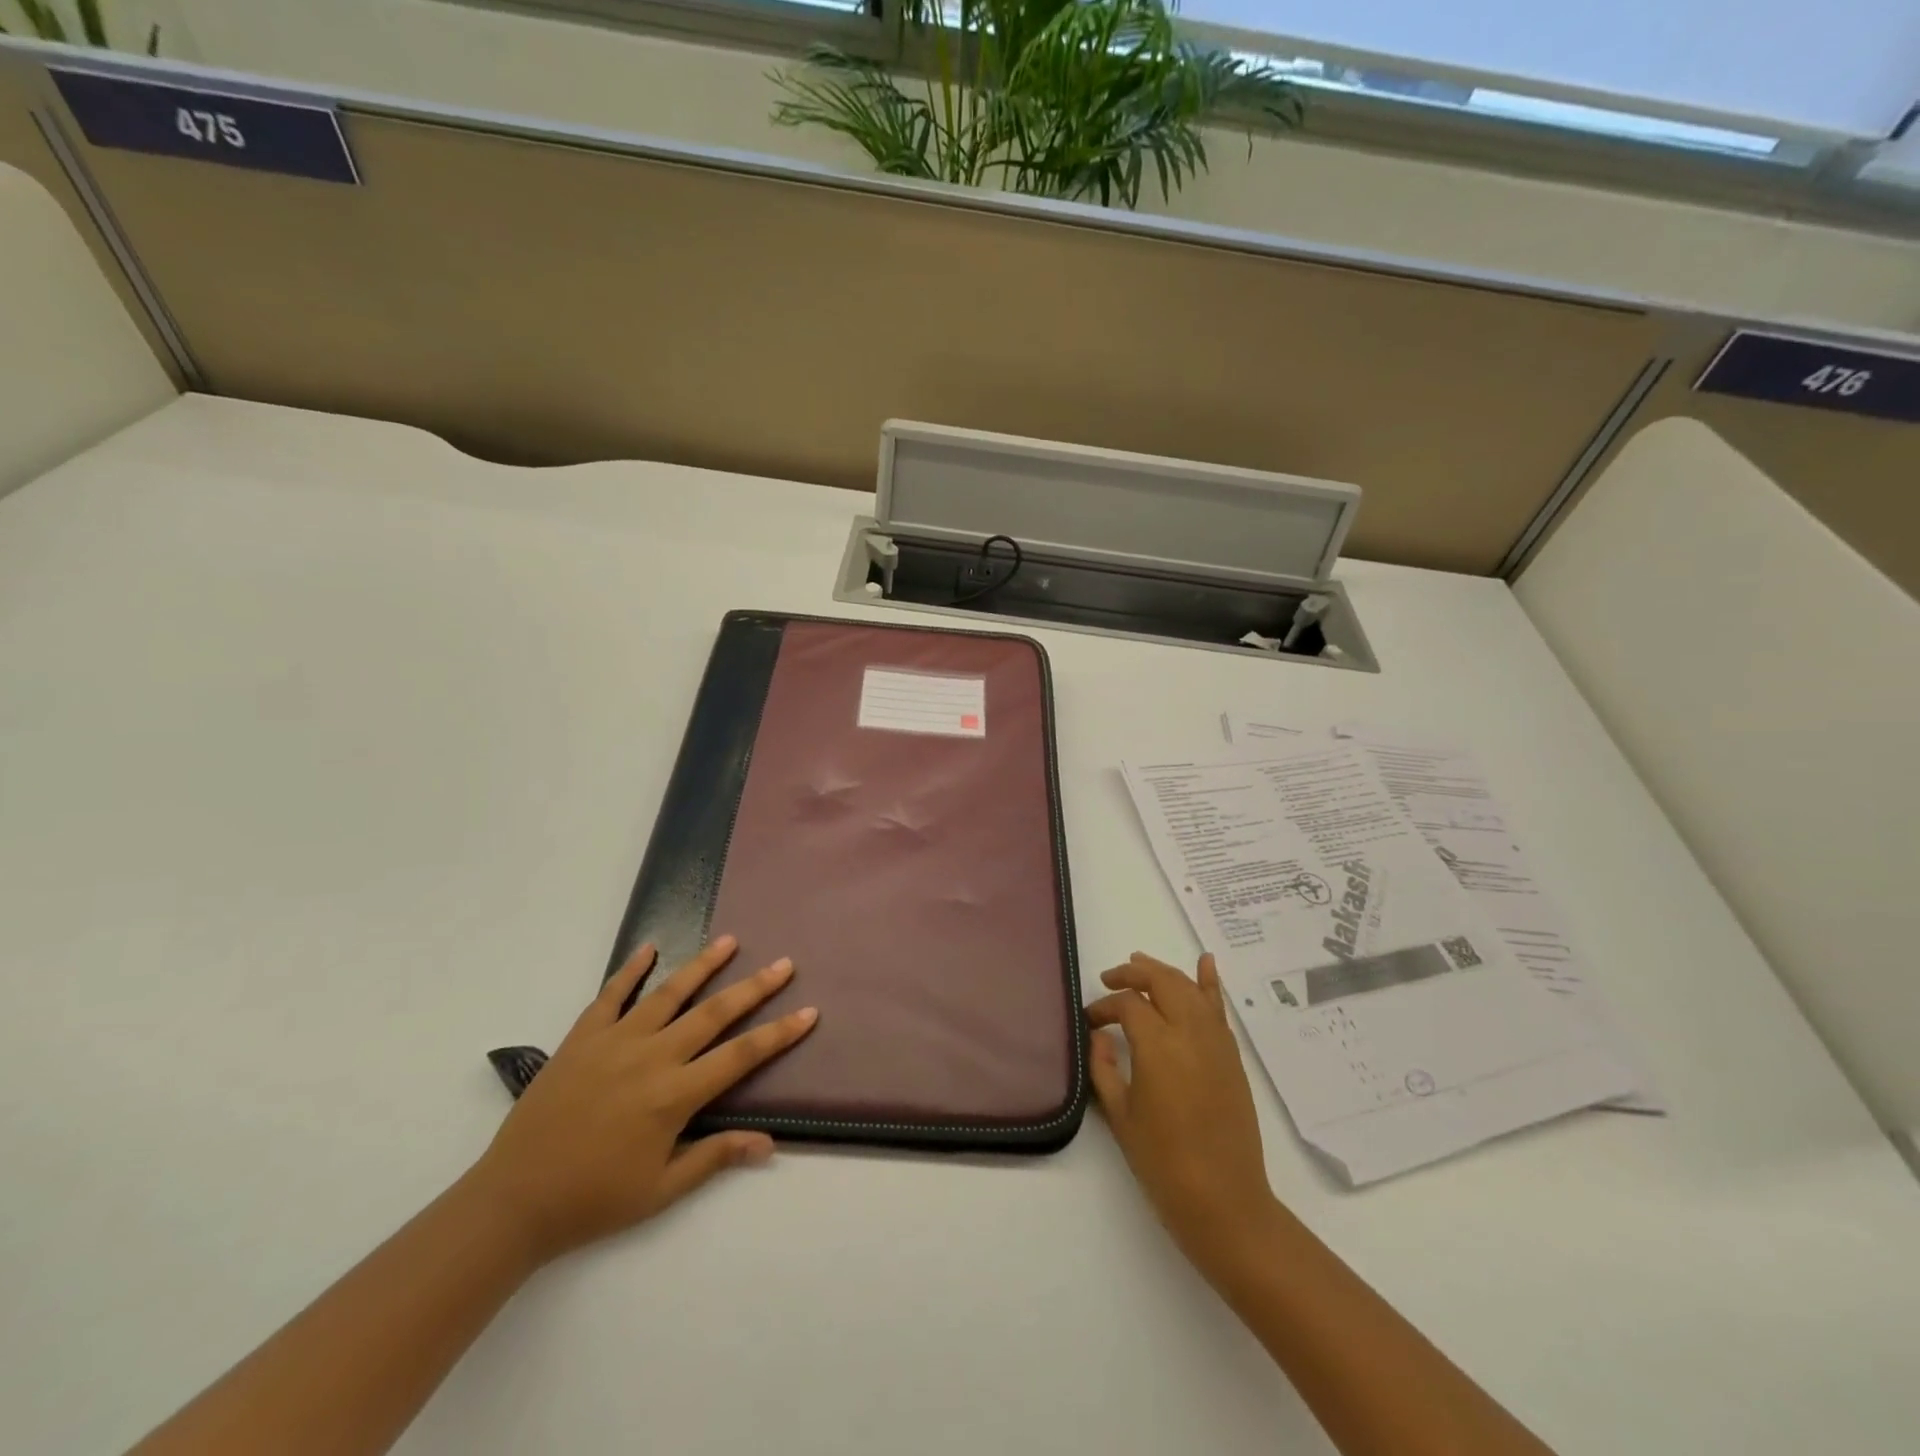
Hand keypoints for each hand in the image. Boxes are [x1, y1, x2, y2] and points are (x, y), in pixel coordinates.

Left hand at [469, 935, 816, 1264]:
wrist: (512, 1201)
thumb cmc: (593, 1200)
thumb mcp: (661, 1190)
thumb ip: (715, 1157)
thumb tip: (768, 1143)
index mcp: (674, 1096)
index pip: (741, 1055)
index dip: (778, 1033)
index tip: (809, 1012)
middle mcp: (651, 1058)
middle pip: (714, 1013)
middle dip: (754, 987)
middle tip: (784, 963)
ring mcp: (615, 1041)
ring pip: (669, 993)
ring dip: (703, 965)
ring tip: (730, 940)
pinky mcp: (582, 1038)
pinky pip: (611, 995)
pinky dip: (630, 970)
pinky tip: (649, 948)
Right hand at [1087, 952, 1280, 1284]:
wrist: (1224, 1201)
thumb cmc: (1164, 1163)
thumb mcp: (1120, 1115)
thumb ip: (1103, 1068)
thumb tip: (1100, 1036)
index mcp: (1159, 1046)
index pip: (1128, 1004)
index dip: (1105, 1006)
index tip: (1090, 1020)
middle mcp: (1190, 1032)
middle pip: (1161, 982)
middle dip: (1133, 974)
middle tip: (1110, 980)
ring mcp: (1216, 1042)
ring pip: (1189, 988)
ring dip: (1163, 972)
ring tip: (1140, 963)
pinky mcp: (1231, 1056)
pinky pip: (1218, 1009)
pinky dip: (1210, 983)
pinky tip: (1205, 962)